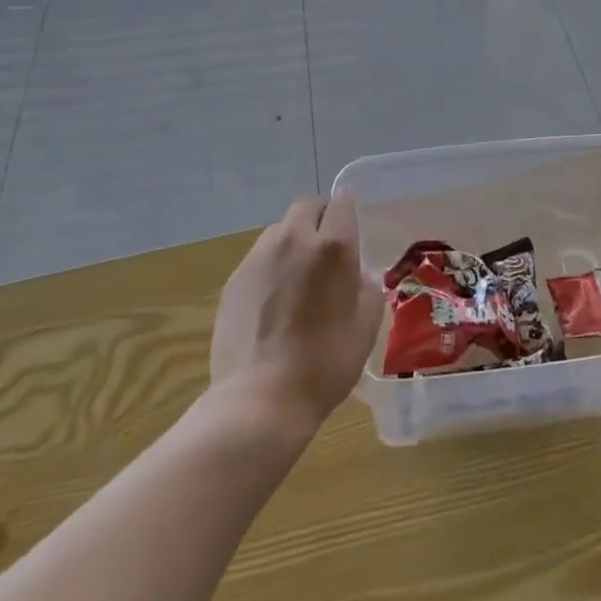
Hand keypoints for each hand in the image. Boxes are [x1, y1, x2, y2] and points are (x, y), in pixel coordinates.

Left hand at [211, 196, 383, 430]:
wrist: (261, 399)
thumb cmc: (325, 363)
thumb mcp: (367, 325)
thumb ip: (366, 287)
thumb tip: (355, 274)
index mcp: (333, 247)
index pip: (342, 202)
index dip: (348, 212)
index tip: (352, 230)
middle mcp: (293, 239)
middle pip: (306, 207)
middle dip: (319, 219)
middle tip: (326, 253)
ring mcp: (258, 257)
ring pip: (279, 230)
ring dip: (292, 242)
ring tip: (297, 280)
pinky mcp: (233, 279)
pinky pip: (258, 258)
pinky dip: (270, 268)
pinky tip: (272, 304)